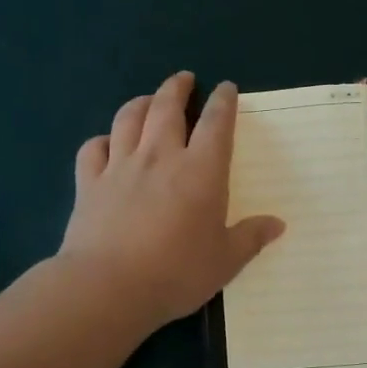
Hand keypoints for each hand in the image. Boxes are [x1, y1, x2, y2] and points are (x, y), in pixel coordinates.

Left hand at [61, 72, 284, 327]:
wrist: (109, 287)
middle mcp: (160, 157)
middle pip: (166, 107)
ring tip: (147, 100)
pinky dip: (101, 140)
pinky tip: (106, 144)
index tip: (226, 89)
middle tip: (184, 79)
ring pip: (128, 119)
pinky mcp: (89, 183)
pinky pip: (92, 149)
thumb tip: (278, 224)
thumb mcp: (225, 261)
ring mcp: (120, 167)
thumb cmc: (176, 273)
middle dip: (177, 88)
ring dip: (140, 103)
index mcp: (201, 171)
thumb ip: (250, 238)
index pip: (216, 124)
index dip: (223, 102)